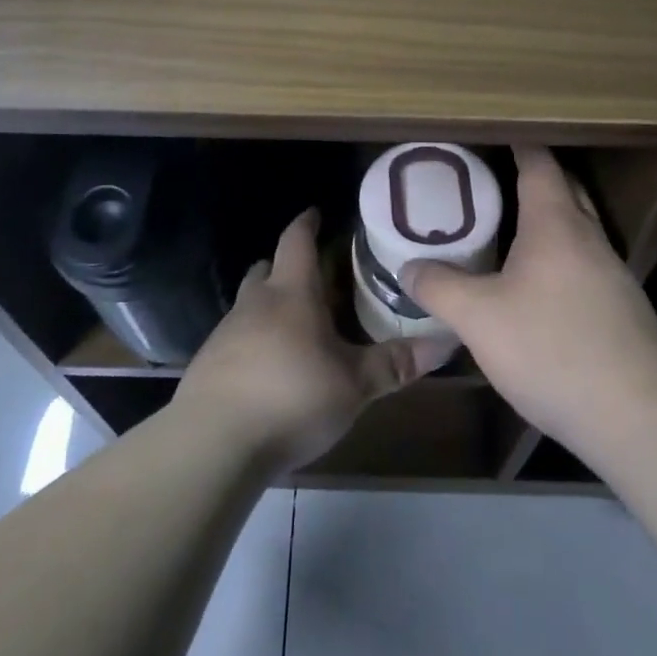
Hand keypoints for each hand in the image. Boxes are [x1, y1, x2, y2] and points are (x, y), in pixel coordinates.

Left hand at [175, 209, 458, 472]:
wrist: (213, 443)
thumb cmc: (292, 397)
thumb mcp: (354, 384)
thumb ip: (396, 363)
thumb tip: (448, 341)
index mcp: (291, 294)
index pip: (297, 241)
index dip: (307, 223)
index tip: (317, 212)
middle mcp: (254, 304)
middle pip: (266, 269)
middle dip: (287, 265)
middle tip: (315, 275)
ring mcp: (225, 334)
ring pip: (249, 304)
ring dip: (270, 305)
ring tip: (297, 325)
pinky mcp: (208, 365)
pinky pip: (235, 338)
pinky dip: (254, 340)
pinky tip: (269, 367)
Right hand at [403, 146, 656, 450]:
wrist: (637, 415)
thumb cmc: (552, 348)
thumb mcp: (478, 318)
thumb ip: (439, 287)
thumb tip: (409, 266)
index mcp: (556, 224)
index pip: (539, 164)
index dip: (518, 143)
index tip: (494, 133)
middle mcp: (589, 238)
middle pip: (564, 190)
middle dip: (533, 177)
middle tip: (491, 179)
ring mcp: (611, 274)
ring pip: (576, 229)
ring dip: (546, 221)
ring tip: (506, 229)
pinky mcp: (620, 309)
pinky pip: (582, 264)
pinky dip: (557, 257)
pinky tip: (534, 286)